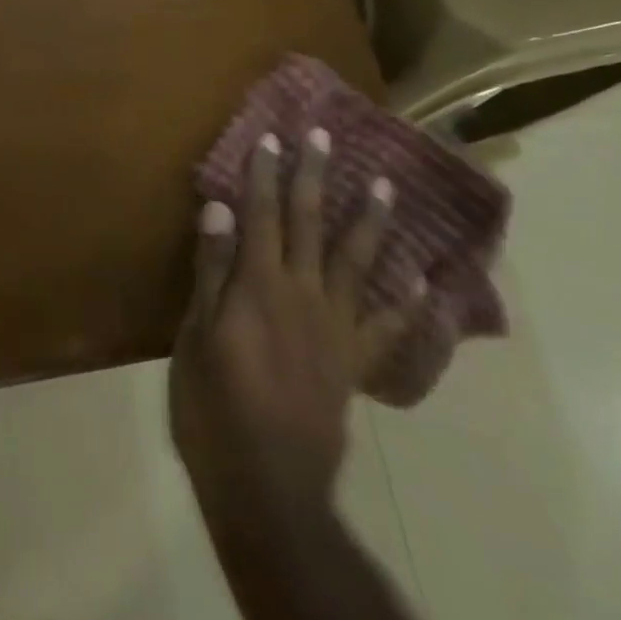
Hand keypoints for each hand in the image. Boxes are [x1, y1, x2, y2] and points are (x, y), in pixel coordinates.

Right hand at [171, 128, 420, 516]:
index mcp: (259, 285)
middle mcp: (303, 293)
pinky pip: (388, 329)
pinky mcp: (354, 362)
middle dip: (314, 174)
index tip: (273, 136)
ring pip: (356, 261)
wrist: (267, 484)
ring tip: (385, 184)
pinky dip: (409, 306)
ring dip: (369, 219)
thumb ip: (212, 269)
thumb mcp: (195, 335)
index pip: (260, 214)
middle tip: (323, 134)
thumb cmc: (214, 406)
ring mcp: (335, 327)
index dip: (265, 173)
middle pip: (308, 222)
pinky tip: (425, 285)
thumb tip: (220, 208)